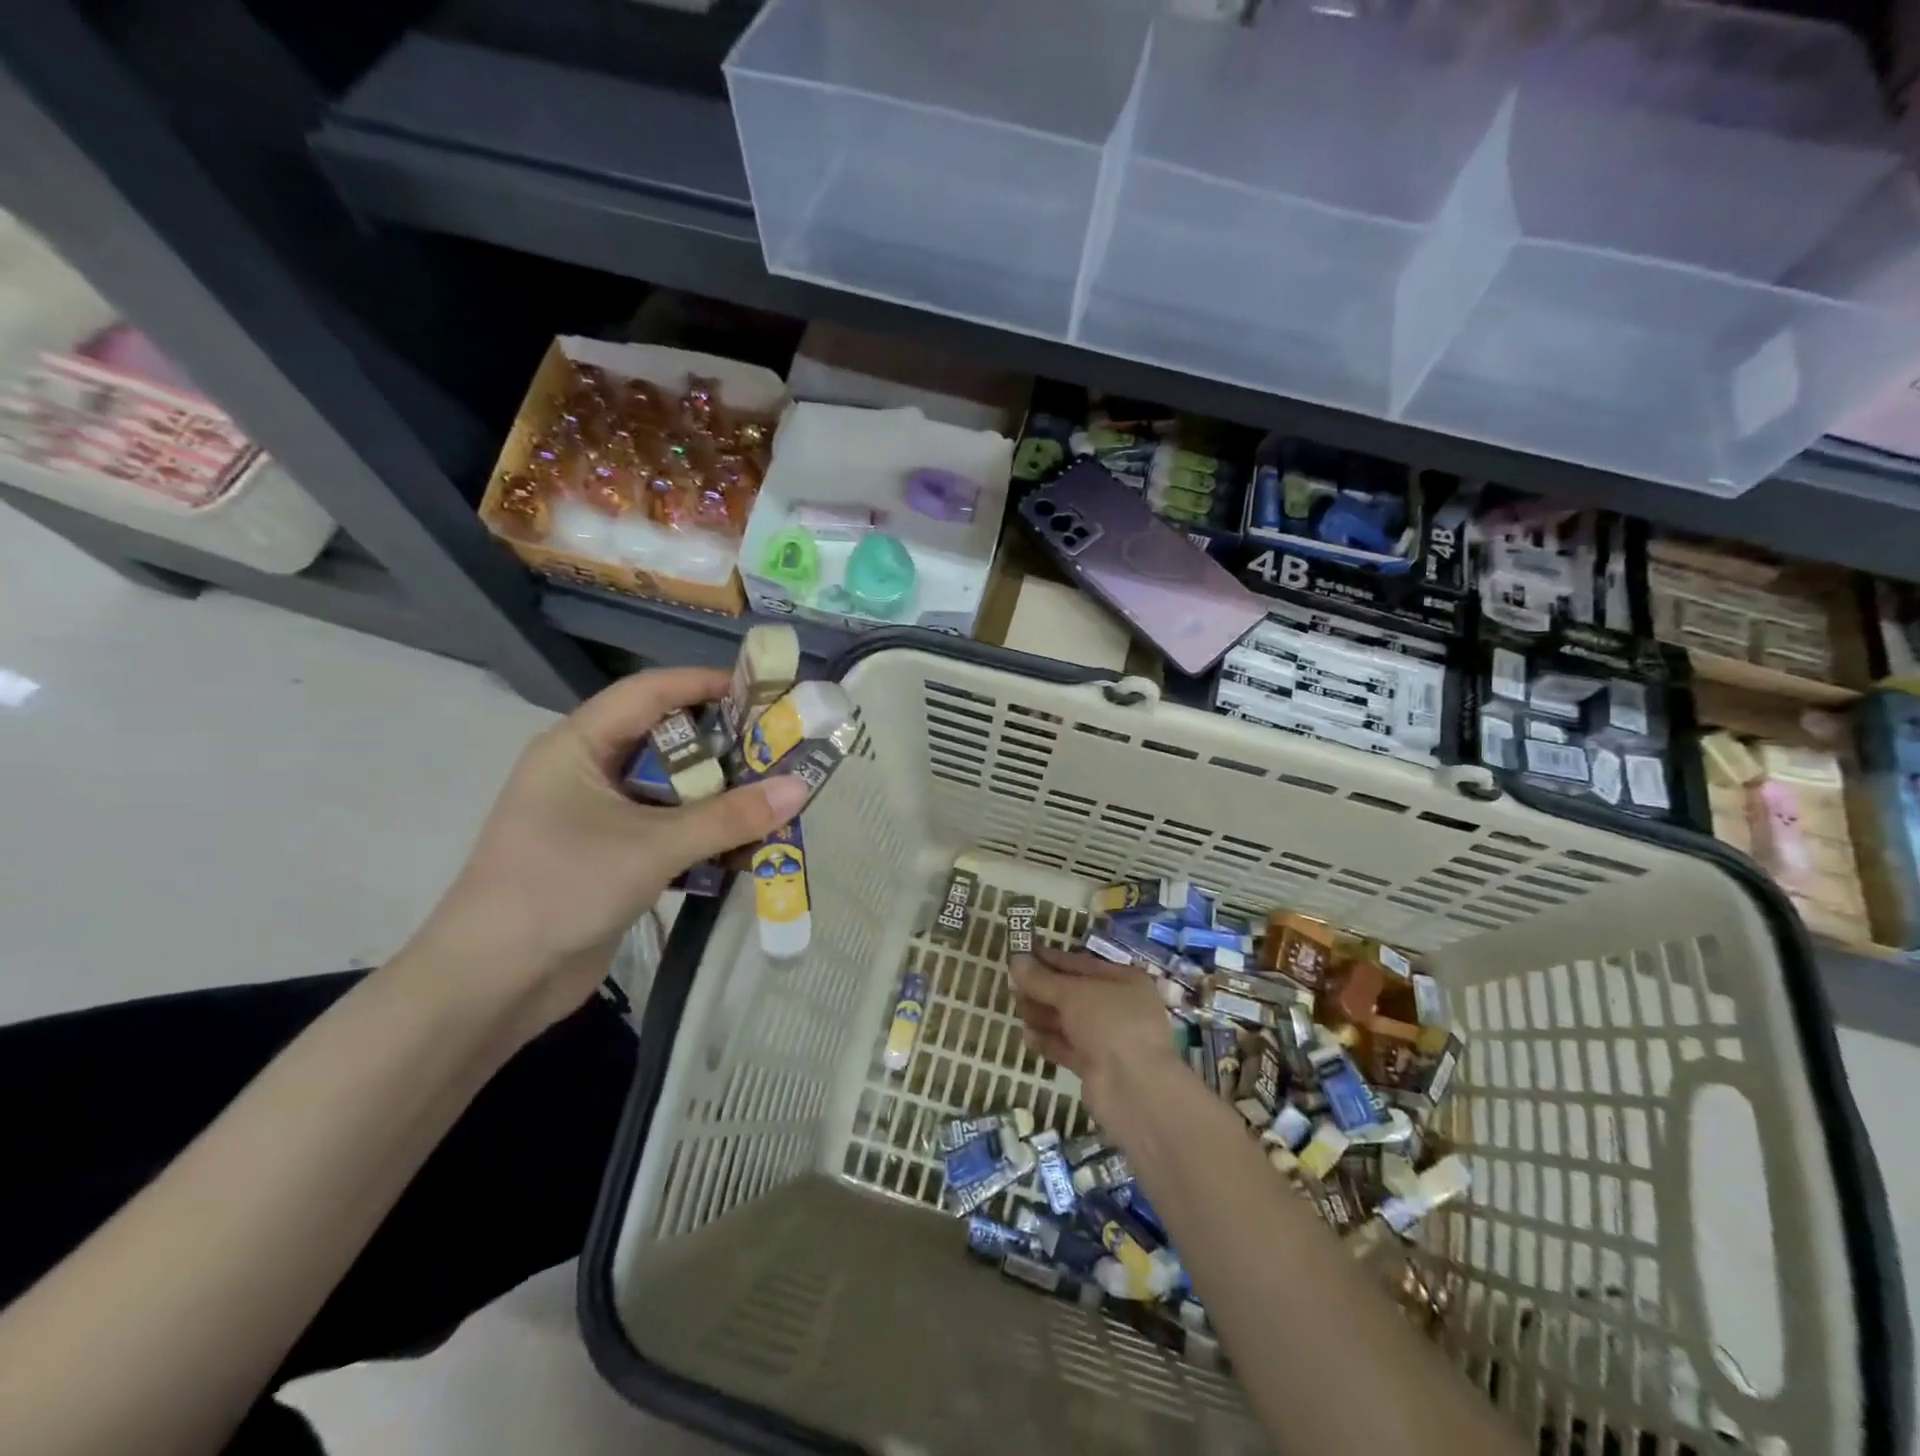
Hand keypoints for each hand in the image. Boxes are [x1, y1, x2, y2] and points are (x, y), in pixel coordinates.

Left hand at [411, 668, 810, 1035]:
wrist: (492, 985)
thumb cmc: (560, 890)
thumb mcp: (651, 847)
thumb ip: (728, 818)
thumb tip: (801, 787)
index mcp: (578, 746)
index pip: (649, 692)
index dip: (705, 684)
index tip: (763, 691)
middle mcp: (588, 772)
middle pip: (667, 740)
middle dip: (725, 746)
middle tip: (782, 750)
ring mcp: (599, 817)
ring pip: (672, 790)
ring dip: (721, 796)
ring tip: (777, 797)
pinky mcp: (612, 857)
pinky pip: (669, 830)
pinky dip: (705, 834)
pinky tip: (747, 845)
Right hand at [1010, 948, 1188, 1131]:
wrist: (1134, 1088)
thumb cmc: (1109, 1023)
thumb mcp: (1073, 994)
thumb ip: (1042, 979)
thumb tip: (1015, 961)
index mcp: (1124, 981)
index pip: (1081, 964)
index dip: (1051, 959)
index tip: (1023, 954)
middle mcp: (1119, 1007)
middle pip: (1073, 994)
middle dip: (1043, 989)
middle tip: (1012, 984)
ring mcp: (1108, 1038)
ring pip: (1069, 1021)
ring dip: (1043, 1014)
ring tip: (1017, 1008)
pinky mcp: (1096, 1066)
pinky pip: (1068, 1047)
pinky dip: (1048, 1041)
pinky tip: (1027, 1036)